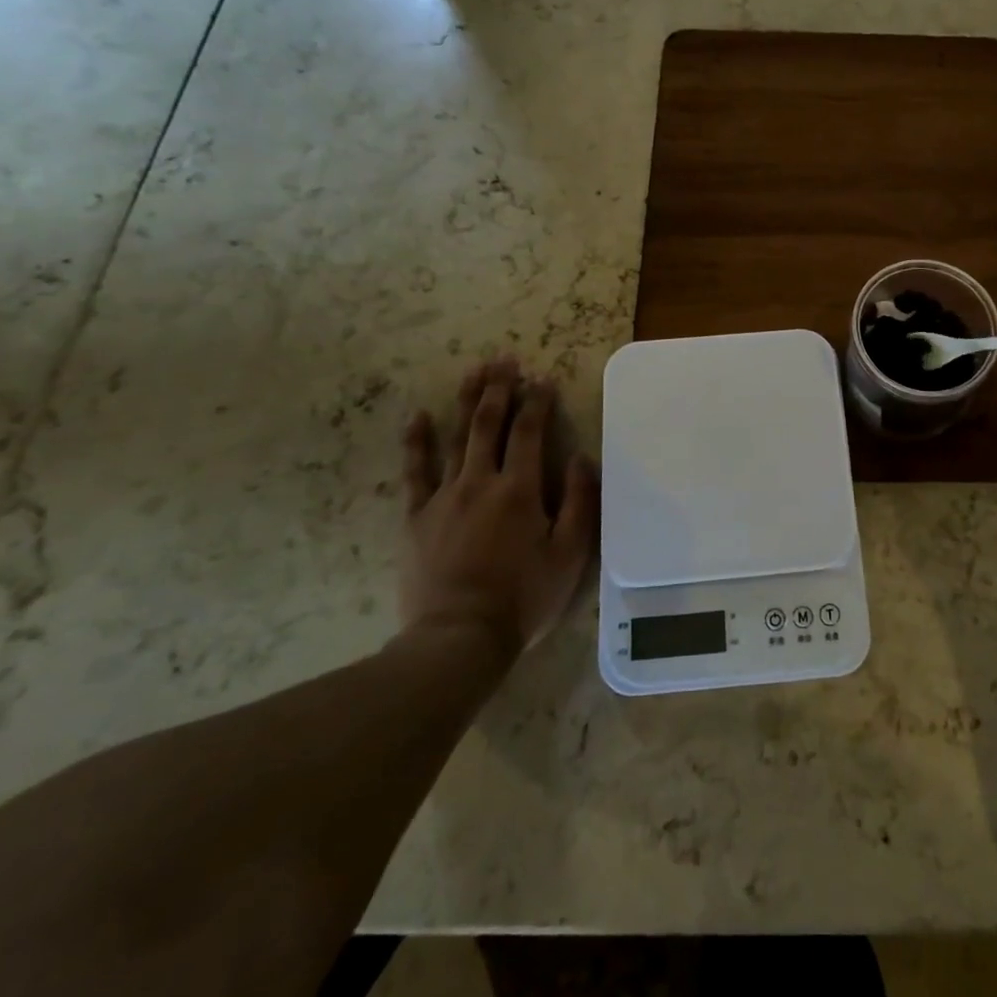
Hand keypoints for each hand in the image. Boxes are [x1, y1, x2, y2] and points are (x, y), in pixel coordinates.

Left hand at [399, 356, 599, 654]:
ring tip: (473, 371)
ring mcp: (443, 497)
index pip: (530, 432)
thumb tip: (581, 459)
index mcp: (520, 489)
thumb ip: (579, 503)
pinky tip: (419, 417)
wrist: (458, 638)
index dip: (538, 402)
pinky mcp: (416, 517)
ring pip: (456, 438)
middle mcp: (480, 482)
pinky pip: (415, 472)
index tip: (543, 378)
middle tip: (504, 359)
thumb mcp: (569, 555)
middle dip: (499, 388)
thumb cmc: (523, 597)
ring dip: (467, 401)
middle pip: (489, 424)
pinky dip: (417, 442)